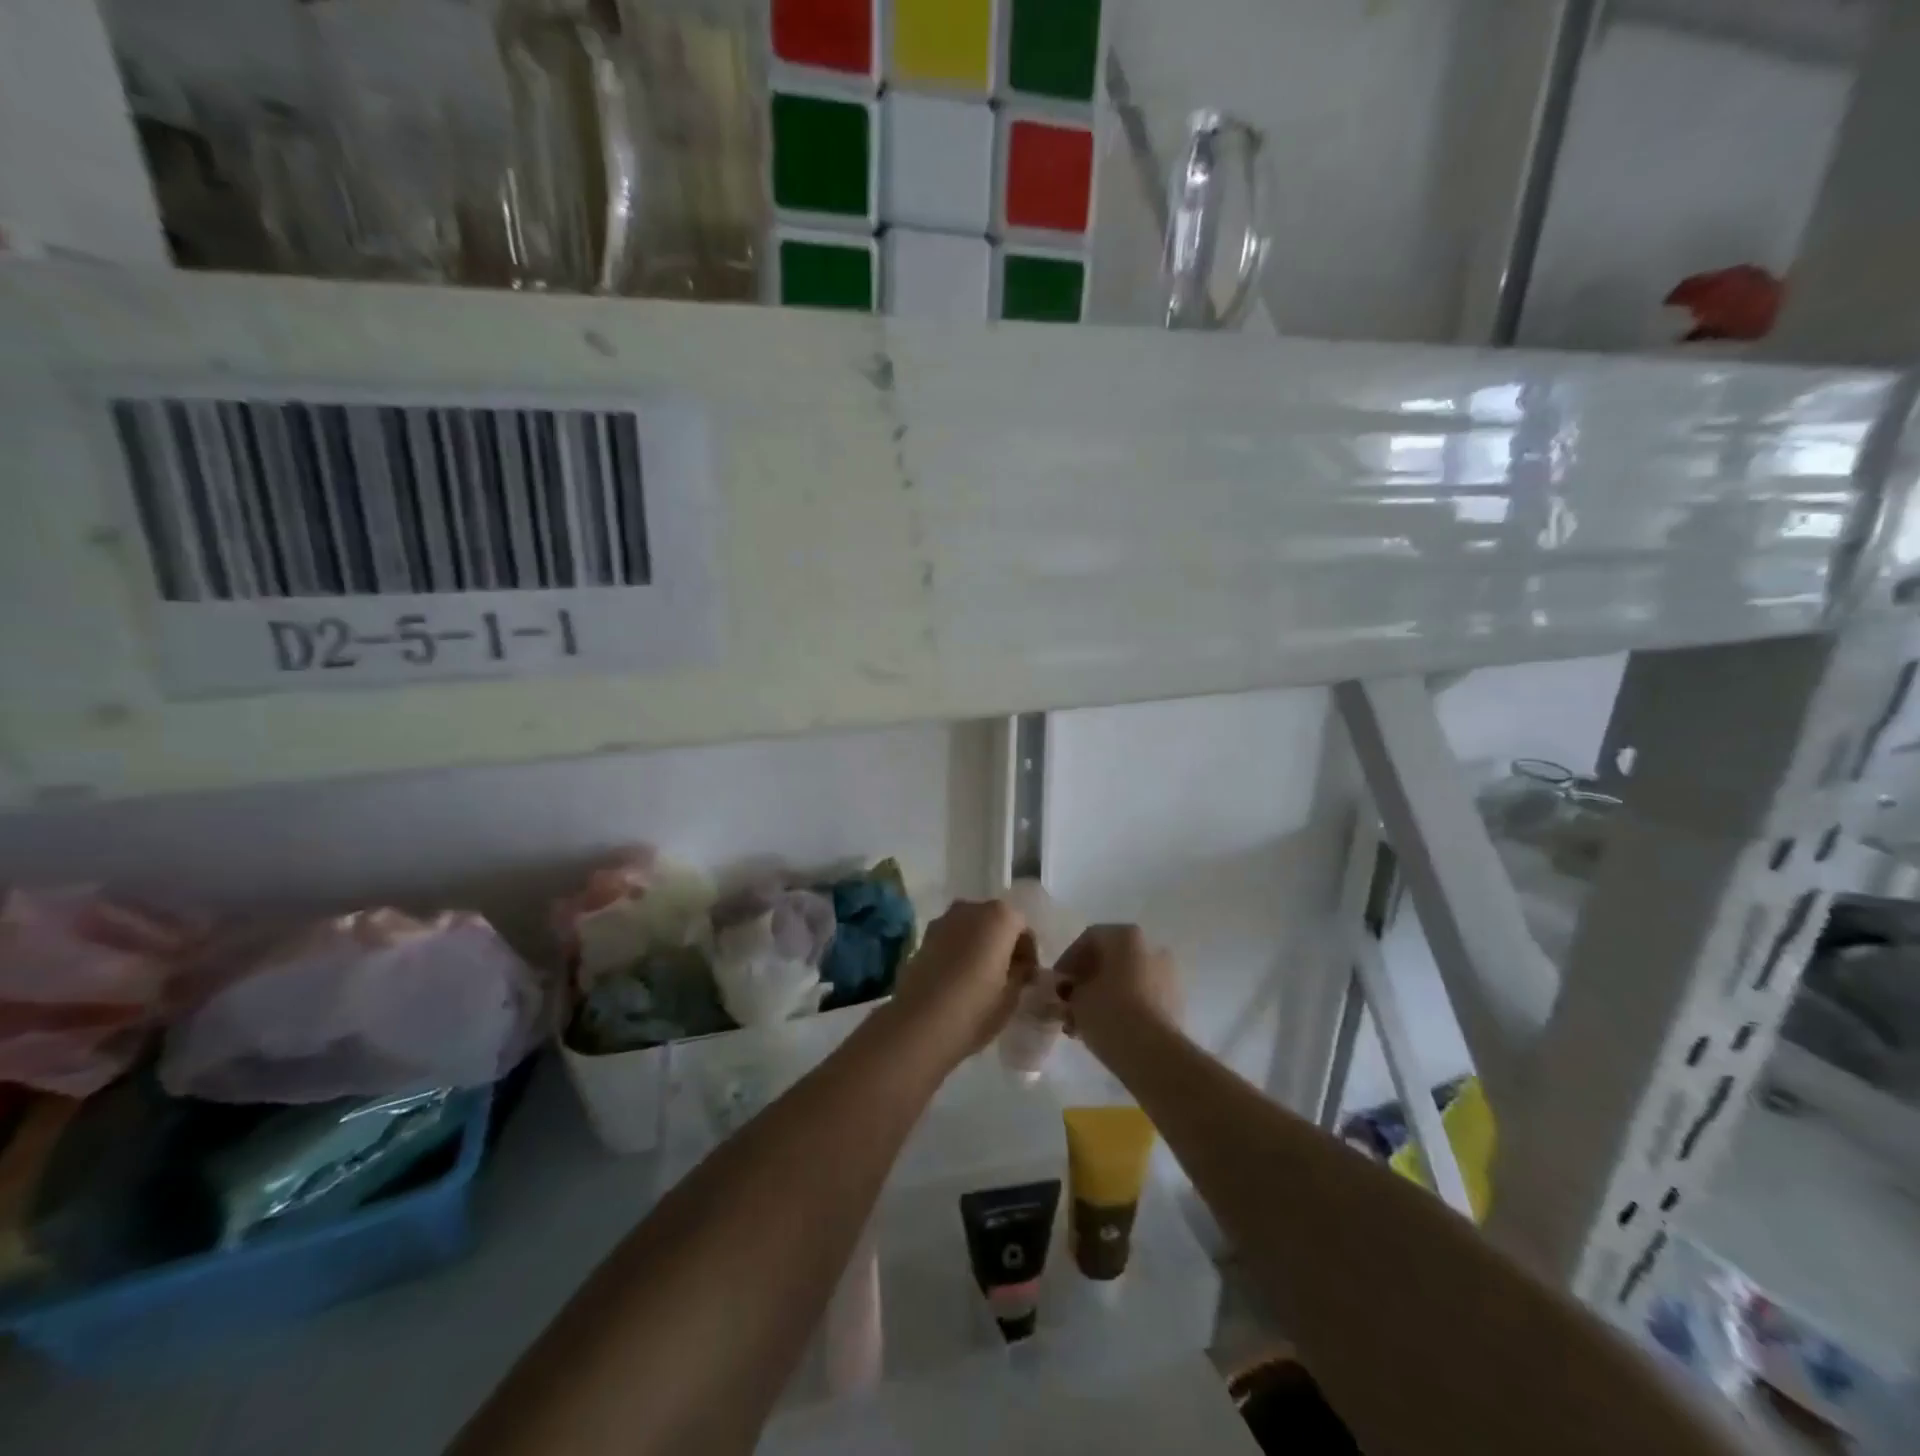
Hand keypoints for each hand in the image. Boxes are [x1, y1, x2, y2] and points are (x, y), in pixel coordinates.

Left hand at [888, 899, 1034, 1067]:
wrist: (919, 1023)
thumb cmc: (976, 1007)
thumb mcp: (1012, 995)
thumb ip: (1022, 972)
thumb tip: (1021, 965)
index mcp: (1000, 917)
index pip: (1023, 927)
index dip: (1028, 952)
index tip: (1027, 977)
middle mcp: (971, 908)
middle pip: (996, 921)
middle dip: (1003, 944)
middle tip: (1006, 975)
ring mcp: (944, 920)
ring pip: (971, 928)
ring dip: (979, 945)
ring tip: (980, 977)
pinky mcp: (924, 937)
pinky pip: (951, 938)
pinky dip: (958, 951)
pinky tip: (957, 978)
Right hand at [1057, 924, 1180, 1059]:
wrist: (1153, 1053)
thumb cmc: (1109, 1013)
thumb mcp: (1076, 998)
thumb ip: (1070, 988)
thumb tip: (1072, 990)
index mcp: (1125, 936)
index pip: (1089, 939)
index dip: (1068, 960)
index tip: (1056, 983)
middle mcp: (1151, 947)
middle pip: (1110, 959)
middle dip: (1087, 980)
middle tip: (1069, 1003)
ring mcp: (1168, 975)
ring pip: (1127, 980)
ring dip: (1104, 996)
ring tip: (1083, 1024)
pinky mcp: (1175, 1002)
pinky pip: (1142, 998)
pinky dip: (1123, 1008)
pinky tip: (1105, 1030)